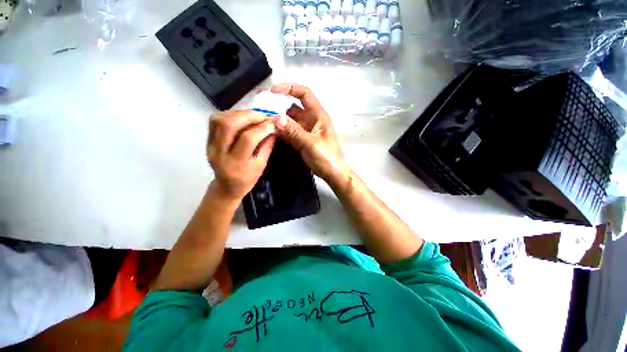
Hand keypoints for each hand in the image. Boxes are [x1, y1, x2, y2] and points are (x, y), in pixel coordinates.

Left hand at [207, 110, 275, 201]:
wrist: (226, 186)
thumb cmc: (247, 178)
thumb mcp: (261, 165)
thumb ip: (267, 146)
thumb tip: (274, 128)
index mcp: (235, 164)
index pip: (248, 139)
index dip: (262, 128)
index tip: (274, 122)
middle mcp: (219, 153)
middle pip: (228, 125)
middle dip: (249, 116)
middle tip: (263, 115)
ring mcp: (210, 145)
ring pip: (219, 119)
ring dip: (239, 113)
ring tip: (253, 115)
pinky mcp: (207, 140)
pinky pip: (215, 120)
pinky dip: (230, 114)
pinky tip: (242, 117)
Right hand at [271, 83, 348, 182]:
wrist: (333, 173)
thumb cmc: (327, 158)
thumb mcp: (311, 144)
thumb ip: (294, 131)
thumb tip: (276, 118)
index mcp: (318, 115)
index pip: (305, 94)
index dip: (290, 88)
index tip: (273, 91)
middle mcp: (311, 119)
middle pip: (293, 107)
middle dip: (278, 107)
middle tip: (261, 110)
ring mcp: (306, 130)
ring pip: (290, 120)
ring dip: (278, 120)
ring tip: (262, 122)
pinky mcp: (302, 140)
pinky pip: (290, 132)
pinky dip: (281, 131)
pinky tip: (270, 133)